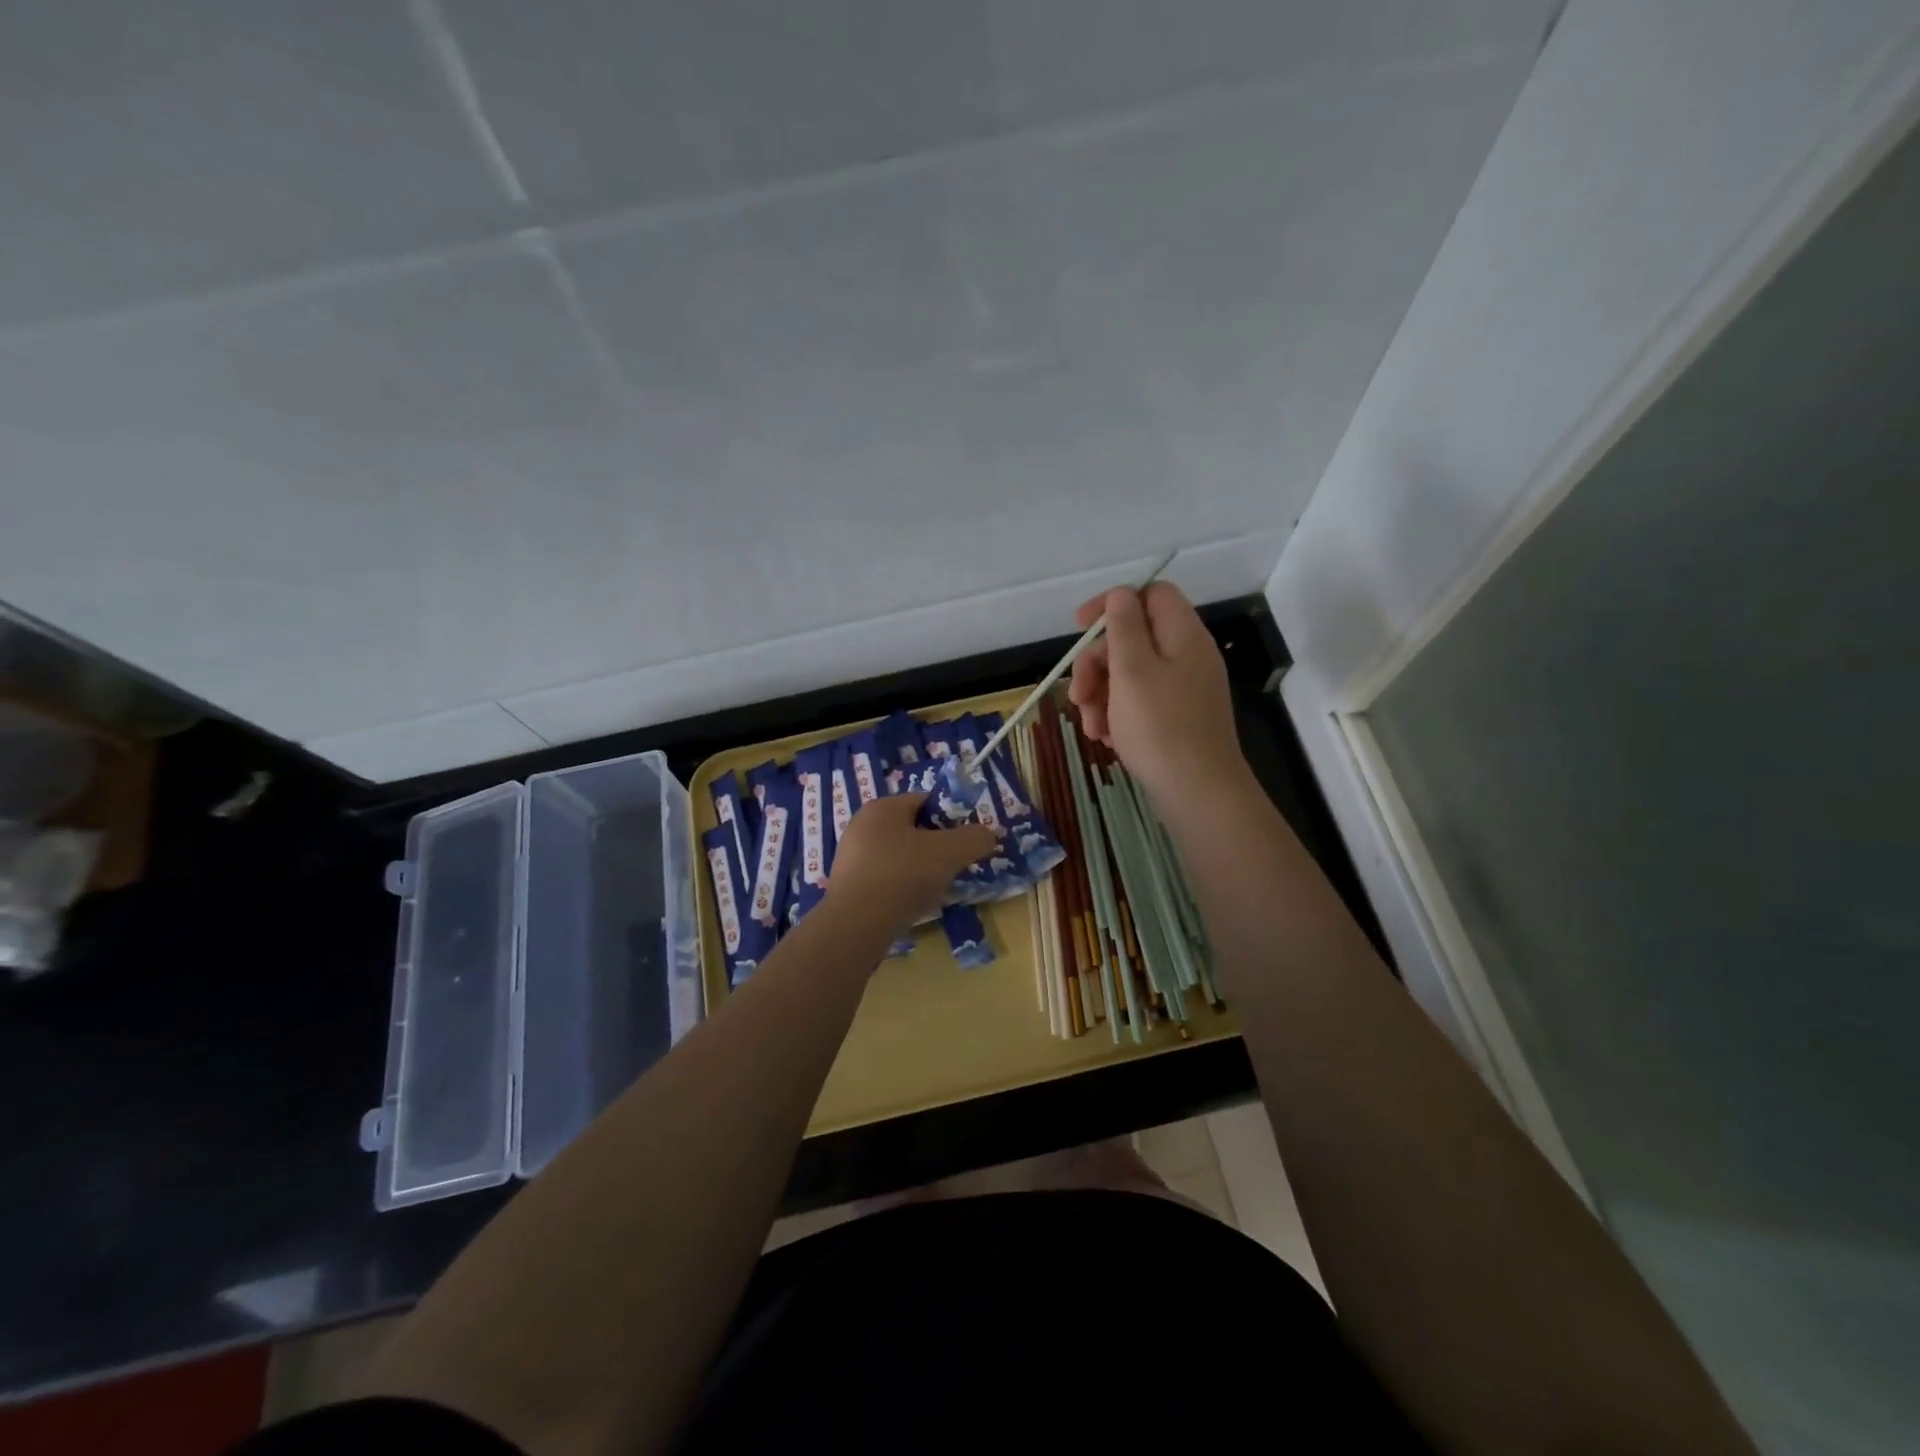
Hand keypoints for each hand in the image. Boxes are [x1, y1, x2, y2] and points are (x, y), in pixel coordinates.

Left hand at [827, 794, 998, 930]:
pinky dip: (902, 888)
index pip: (925, 801)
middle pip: (912, 829)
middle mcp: (862, 826)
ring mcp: (852, 857)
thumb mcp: (948, 853)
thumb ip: (974, 839)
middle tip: (955, 866)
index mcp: (882, 807)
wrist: (854, 927)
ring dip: (919, 869)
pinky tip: (912, 905)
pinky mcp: (848, 886)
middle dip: (936, 846)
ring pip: (899, 856)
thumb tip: (989, 834)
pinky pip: (885, 879)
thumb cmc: (901, 876)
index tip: (967, 841)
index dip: (951, 818)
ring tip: (937, 889)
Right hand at [1067, 583, 1248, 810]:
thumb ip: (1123, 626)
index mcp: (1182, 635)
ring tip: (1091, 727)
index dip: (1112, 604)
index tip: (1079, 627)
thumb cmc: (1160, 727)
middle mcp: (1187, 655)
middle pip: (1133, 638)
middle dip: (1097, 663)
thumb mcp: (1132, 670)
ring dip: (1102, 695)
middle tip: (1078, 695)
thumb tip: (1121, 595)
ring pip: (1131, 674)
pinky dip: (1119, 714)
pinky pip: (1141, 702)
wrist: (1199, 793)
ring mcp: (1185, 688)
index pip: (1150, 594)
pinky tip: (1107, 739)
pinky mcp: (1178, 717)